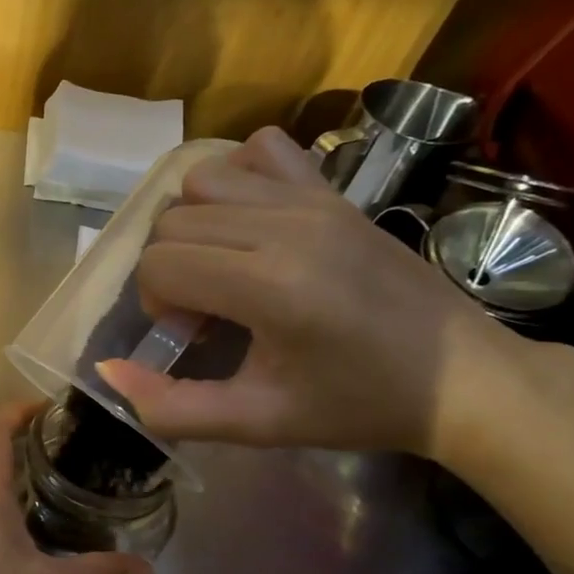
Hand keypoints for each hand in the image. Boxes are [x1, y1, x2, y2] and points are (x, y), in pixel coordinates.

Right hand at [98, 126, 527, 456]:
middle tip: (207, 310)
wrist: (464, 378)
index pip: (159, 263)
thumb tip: (108, 371)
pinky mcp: (333, 189)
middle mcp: (286, 227)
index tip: (193, 334)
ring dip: (193, 224)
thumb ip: (171, 407)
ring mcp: (313, 199)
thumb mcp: (257, 423)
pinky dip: (237, 178)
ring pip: (202, 180)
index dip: (158, 303)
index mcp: (270, 286)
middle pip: (171, 222)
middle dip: (170, 269)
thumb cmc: (357, 405)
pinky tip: (251, 220)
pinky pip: (259, 150)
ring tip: (224, 264)